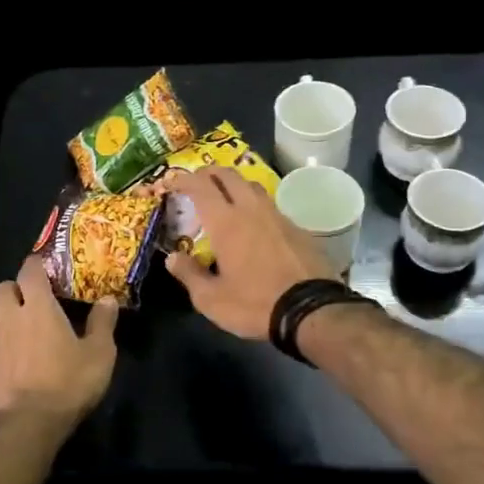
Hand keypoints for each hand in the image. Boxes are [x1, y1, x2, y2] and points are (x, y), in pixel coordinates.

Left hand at [0, 256, 118, 427]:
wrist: (26, 426)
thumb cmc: (67, 383)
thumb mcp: (99, 354)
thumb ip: (103, 323)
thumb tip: (108, 300)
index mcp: (38, 308)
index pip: (29, 271)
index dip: (36, 264)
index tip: (46, 266)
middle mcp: (10, 320)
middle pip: (2, 289)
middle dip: (15, 288)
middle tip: (33, 299)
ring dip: (9, 319)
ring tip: (29, 334)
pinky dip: (5, 349)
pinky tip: (21, 365)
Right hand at [163, 167, 337, 338]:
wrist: (312, 310)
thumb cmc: (255, 304)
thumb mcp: (211, 299)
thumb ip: (189, 275)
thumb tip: (172, 258)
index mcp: (226, 222)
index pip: (200, 186)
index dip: (183, 179)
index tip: (171, 181)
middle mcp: (251, 210)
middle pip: (228, 175)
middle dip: (208, 173)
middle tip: (196, 182)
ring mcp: (277, 216)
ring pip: (252, 186)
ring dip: (234, 184)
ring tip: (224, 198)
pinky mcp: (297, 228)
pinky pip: (270, 205)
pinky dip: (254, 204)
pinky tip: (254, 223)